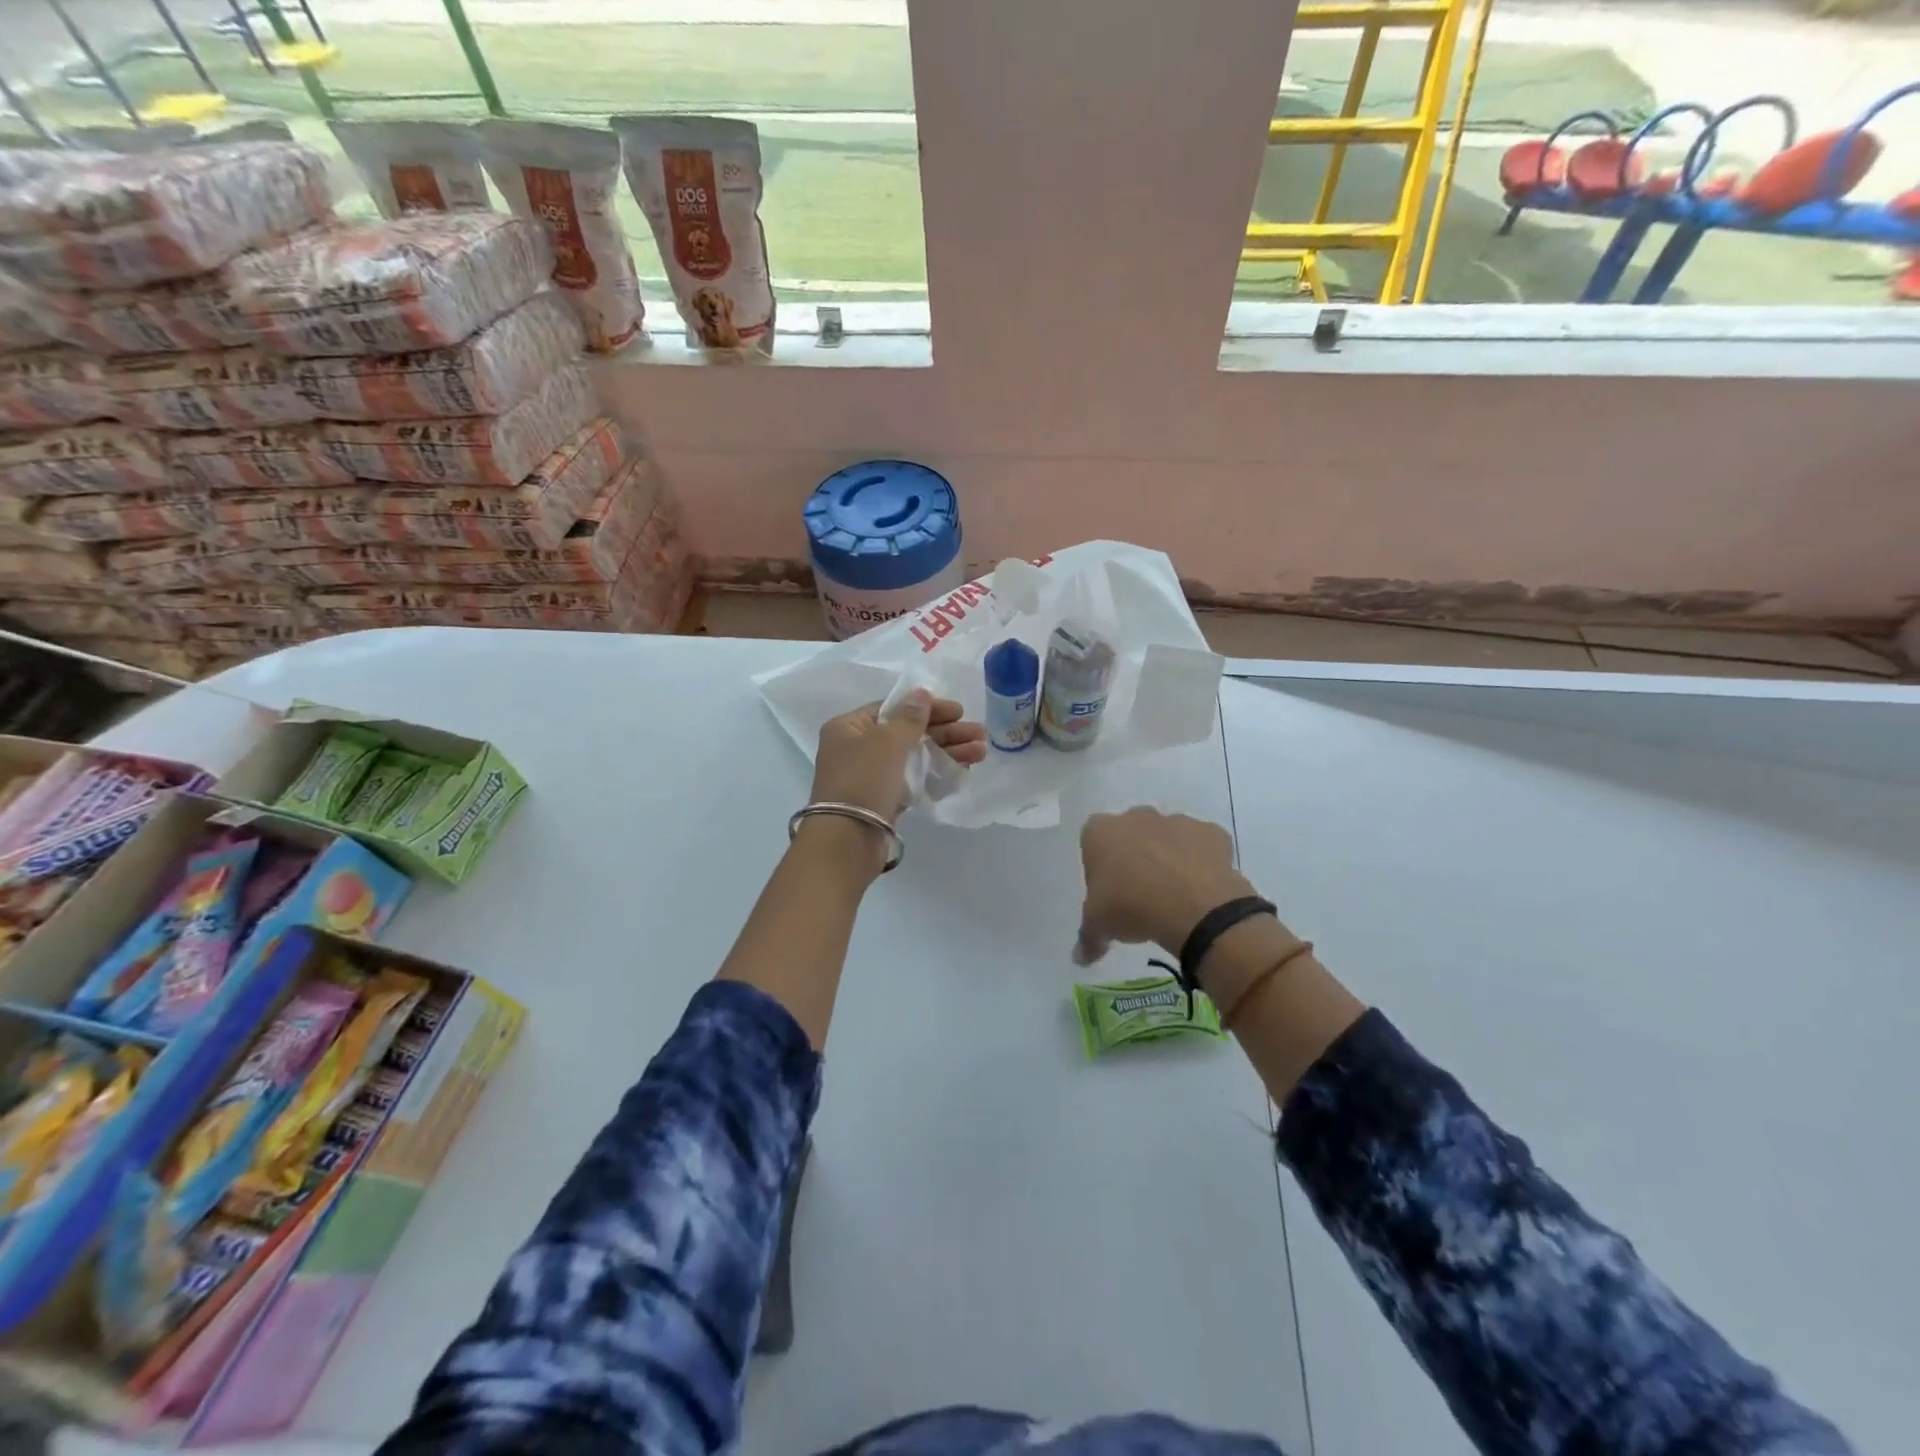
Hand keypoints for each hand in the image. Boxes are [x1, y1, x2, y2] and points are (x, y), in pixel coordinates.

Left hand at [809, 691, 986, 825]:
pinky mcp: (884, 800)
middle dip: (946, 732)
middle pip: (908, 733)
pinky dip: (936, 774)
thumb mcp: (887, 742)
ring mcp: (871, 776)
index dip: (927, 708)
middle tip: (979, 734)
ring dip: (948, 752)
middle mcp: (857, 748)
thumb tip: (921, 693)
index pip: (893, 709)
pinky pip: (914, 779)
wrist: (847, 840)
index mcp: (849, 728)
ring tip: (980, 752)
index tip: (958, 711)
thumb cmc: (863, 781)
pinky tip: (963, 770)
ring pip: (915, 757)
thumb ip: (909, 717)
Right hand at [1076, 808, 1256, 963]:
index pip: (1092, 841)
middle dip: (1134, 856)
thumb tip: (1079, 957)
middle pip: (1130, 833)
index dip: (1099, 866)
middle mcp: (1137, 817)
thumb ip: (1088, 937)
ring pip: (1167, 836)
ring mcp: (1177, 820)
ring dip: (1168, 856)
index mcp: (1100, 832)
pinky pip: (1202, 845)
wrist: (1195, 907)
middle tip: (1139, 893)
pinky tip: (1201, 889)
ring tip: (1174, 895)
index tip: (1108, 892)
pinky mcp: (1211, 832)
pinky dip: (1201, 861)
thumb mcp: (1099, 927)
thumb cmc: (1132, 907)